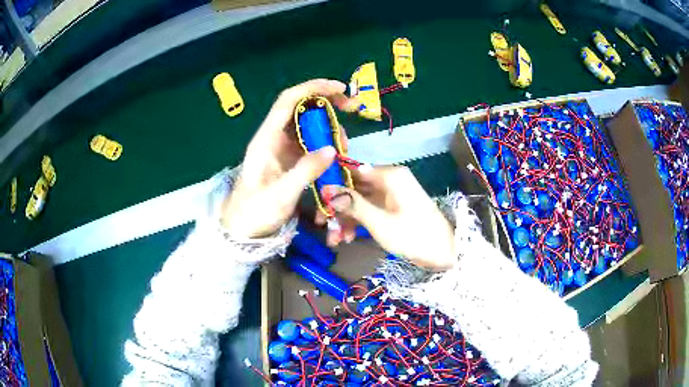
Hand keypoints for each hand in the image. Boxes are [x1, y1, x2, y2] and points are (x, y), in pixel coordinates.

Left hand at [221, 79, 355, 237]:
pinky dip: (327, 146)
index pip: (288, 101)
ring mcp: (283, 149)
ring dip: (330, 129)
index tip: (340, 89)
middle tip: (352, 109)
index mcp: (266, 139)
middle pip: (302, 109)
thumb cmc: (255, 212)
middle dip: (328, 105)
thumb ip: (305, 171)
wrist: (242, 230)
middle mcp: (275, 138)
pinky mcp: (290, 161)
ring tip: (344, 147)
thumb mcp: (280, 195)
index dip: (313, 88)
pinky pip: (312, 144)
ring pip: (310, 127)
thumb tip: (332, 149)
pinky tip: (337, 157)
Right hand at [321, 167, 456, 269]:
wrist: (444, 253)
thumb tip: (327, 189)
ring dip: (346, 219)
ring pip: (361, 202)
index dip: (334, 185)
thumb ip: (353, 204)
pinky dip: (359, 223)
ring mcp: (392, 195)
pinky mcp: (393, 209)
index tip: (319, 202)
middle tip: (323, 225)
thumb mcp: (379, 222)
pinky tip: (348, 238)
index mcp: (390, 176)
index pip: (353, 171)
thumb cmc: (413, 235)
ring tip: (335, 240)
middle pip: (355, 188)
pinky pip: (370, 210)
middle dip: (338, 208)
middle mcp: (390, 180)